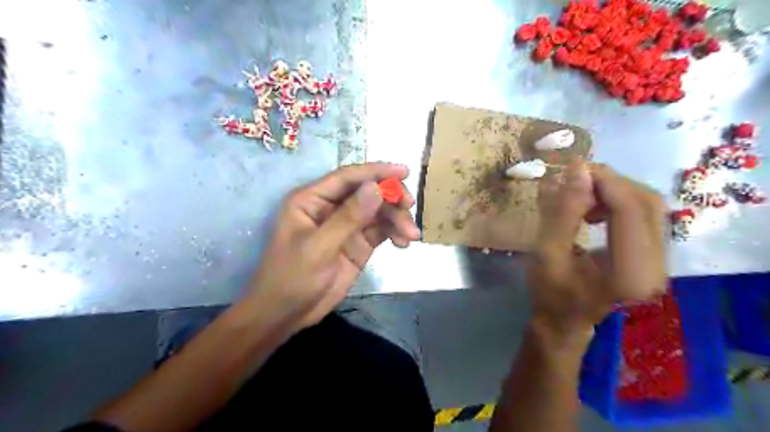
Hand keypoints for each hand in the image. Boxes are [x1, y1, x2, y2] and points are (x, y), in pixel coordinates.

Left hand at [241, 163, 419, 333]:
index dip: (376, 171)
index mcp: (312, 200)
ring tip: (410, 236)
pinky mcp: (359, 243)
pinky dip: (395, 233)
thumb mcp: (319, 248)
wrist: (286, 315)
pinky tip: (404, 243)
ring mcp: (347, 225)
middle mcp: (331, 207)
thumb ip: (348, 218)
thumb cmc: (291, 278)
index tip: (404, 172)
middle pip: (367, 192)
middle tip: (409, 207)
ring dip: (397, 219)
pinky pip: (382, 230)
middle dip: (391, 198)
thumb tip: (377, 188)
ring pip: (379, 211)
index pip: (347, 177)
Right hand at [530, 160, 668, 335]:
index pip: (631, 211)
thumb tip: (578, 169)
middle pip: (647, 203)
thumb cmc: (549, 292)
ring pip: (648, 205)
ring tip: (580, 196)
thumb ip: (563, 212)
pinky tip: (593, 210)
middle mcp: (657, 267)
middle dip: (610, 182)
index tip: (573, 168)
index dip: (605, 182)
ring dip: (614, 191)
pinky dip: (618, 202)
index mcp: (630, 273)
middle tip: (574, 179)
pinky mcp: (654, 256)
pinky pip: (643, 215)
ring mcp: (660, 262)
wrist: (564, 320)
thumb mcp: (546, 252)